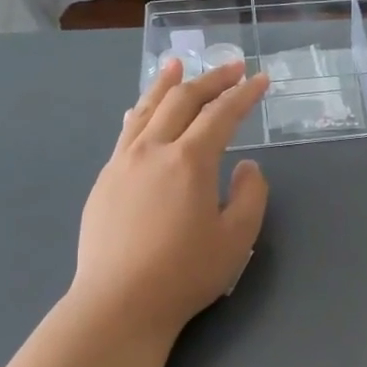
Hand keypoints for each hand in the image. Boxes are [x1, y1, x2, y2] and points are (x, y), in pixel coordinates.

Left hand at [68, 58, 269, 340]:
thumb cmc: (185, 273)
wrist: (118, 302)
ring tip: (177, 64)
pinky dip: (141, 113)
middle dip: (211, 79)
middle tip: (232, 66)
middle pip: (183, 101)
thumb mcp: (237, 238)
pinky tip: (140, 110)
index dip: (244, 94)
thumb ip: (250, 195)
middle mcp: (154, 150)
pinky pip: (126, 133)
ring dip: (166, 84)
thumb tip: (246, 166)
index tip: (261, 79)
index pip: (222, 114)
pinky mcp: (105, 181)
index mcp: (190, 161)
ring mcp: (123, 163)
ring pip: (147, 110)